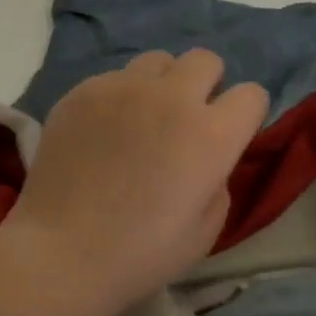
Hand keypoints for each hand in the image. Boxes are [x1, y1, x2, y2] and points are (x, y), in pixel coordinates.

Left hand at [5, 49, 269, 312]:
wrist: (63, 253)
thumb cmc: (142, 254)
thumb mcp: (206, 230)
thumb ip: (218, 182)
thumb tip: (208, 162)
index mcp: (212, 135)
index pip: (252, 95)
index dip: (244, 116)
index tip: (229, 137)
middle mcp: (172, 98)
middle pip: (206, 61)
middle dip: (206, 86)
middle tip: (186, 122)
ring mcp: (123, 88)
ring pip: (158, 61)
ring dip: (162, 85)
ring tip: (143, 120)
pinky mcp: (83, 92)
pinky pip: (114, 78)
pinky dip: (119, 98)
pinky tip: (102, 133)